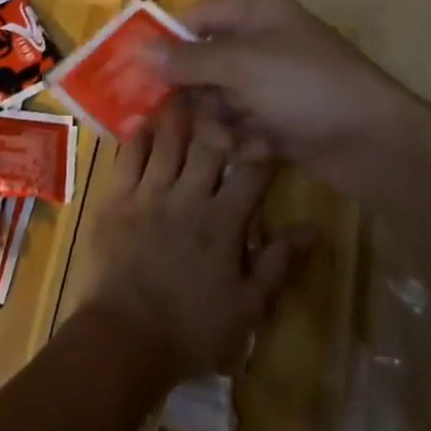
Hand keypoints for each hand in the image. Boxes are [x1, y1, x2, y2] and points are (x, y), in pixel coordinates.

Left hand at [80, 93, 314, 380]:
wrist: (125, 339)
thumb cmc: (192, 328)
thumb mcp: (248, 306)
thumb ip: (279, 263)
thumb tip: (314, 228)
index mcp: (223, 222)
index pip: (251, 173)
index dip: (262, 148)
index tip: (268, 131)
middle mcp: (187, 197)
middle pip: (207, 146)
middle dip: (218, 119)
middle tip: (222, 96)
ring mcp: (148, 194)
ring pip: (167, 142)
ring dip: (178, 116)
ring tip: (184, 92)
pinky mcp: (116, 198)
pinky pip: (128, 157)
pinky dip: (138, 136)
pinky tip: (144, 120)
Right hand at [161, 0, 430, 193]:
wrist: (375, 143)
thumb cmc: (305, 87)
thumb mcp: (241, 66)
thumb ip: (189, 60)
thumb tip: (141, 50)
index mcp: (259, 14)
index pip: (200, 18)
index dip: (171, 42)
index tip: (142, 72)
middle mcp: (264, 44)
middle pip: (206, 64)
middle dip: (200, 94)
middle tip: (197, 115)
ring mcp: (276, 84)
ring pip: (222, 100)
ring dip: (222, 123)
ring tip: (235, 139)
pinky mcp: (284, 120)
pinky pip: (245, 125)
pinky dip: (247, 140)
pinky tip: (261, 150)